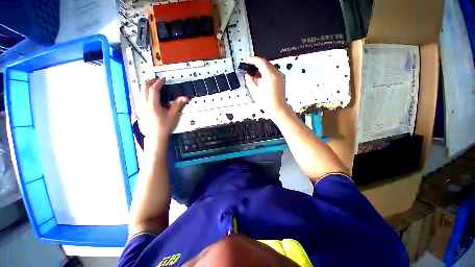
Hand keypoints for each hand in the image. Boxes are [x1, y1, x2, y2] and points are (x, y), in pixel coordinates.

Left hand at [142, 77, 187, 138]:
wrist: (155, 135)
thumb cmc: (164, 126)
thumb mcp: (173, 115)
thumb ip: (178, 105)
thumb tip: (184, 98)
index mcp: (152, 104)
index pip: (153, 89)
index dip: (159, 82)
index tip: (163, 79)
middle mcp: (145, 104)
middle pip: (144, 87)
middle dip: (151, 81)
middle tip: (158, 79)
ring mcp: (142, 106)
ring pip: (141, 91)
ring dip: (147, 85)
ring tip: (154, 84)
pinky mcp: (141, 109)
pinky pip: (141, 96)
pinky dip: (145, 91)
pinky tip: (150, 94)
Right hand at [244, 57, 289, 118]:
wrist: (278, 108)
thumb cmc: (268, 103)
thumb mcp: (255, 92)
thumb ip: (250, 81)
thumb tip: (248, 76)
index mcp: (269, 76)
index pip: (261, 62)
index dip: (253, 60)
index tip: (249, 61)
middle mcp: (276, 74)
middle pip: (266, 63)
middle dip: (257, 64)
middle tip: (251, 69)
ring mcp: (280, 76)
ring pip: (269, 67)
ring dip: (262, 68)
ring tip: (255, 75)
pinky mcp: (281, 79)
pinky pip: (273, 71)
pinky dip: (267, 72)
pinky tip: (262, 78)